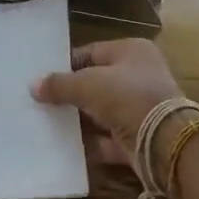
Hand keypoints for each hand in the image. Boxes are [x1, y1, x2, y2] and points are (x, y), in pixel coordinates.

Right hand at [32, 39, 183, 164]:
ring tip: (45, 123)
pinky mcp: (138, 137)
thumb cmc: (127, 97)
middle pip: (95, 83)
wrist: (166, 142)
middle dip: (70, 94)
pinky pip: (107, 139)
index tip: (42, 78)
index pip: (91, 53)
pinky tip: (63, 146)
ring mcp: (139, 109)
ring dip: (77, 119)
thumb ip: (59, 84)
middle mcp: (138, 76)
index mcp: (131, 52)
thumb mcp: (87, 84)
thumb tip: (33, 86)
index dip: (66, 64)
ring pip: (100, 112)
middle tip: (39, 102)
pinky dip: (89, 143)